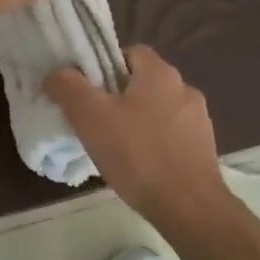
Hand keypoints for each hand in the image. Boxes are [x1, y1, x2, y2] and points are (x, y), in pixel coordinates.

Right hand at [46, 45, 226, 220]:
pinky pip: (170, 135)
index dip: (104, 67)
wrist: (188, 207)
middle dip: (118, 97)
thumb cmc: (137, 154)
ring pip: (157, 110)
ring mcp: (199, 119)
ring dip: (137, 121)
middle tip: (95, 121)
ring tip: (115, 148)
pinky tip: (139, 166)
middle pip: (142, 82)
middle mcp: (184, 88)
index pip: (129, 52)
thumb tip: (55, 74)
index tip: (87, 92)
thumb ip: (68, 87)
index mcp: (160, 73)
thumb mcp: (90, 117)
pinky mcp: (204, 148)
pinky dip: (154, 143)